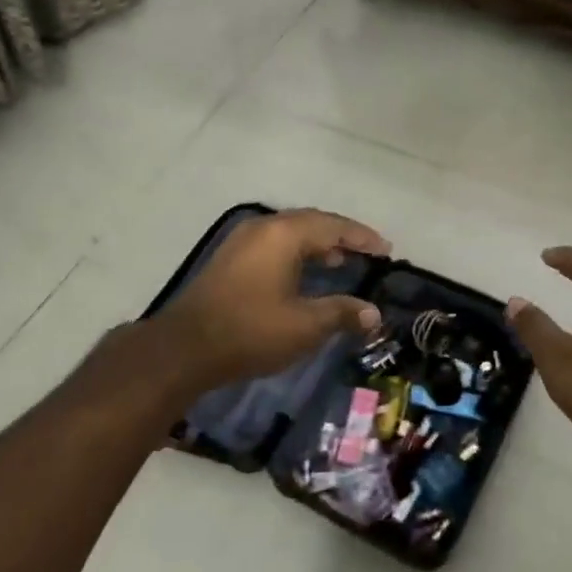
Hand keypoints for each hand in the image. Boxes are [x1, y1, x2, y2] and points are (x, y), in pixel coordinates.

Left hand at [156, 209, 389, 391]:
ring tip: (340, 262)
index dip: (363, 237)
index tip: (386, 249)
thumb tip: (374, 314)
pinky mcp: (229, 259)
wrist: (185, 348)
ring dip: (317, 244)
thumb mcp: (305, 326)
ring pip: (289, 233)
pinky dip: (296, 253)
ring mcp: (241, 241)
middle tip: (367, 252)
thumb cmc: (251, 331)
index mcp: (284, 234)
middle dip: (341, 236)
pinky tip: (303, 274)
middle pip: (311, 223)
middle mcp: (262, 228)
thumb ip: (342, 313)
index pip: (333, 226)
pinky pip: (273, 245)